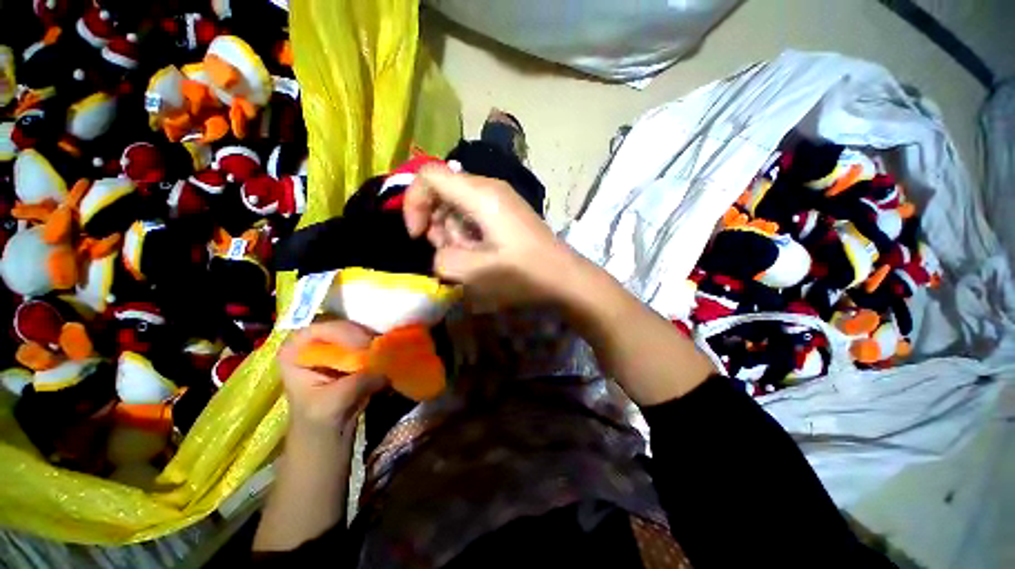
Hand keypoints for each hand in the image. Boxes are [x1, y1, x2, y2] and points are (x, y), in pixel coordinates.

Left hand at [278, 320, 386, 433]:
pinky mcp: (354, 353)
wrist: (327, 435)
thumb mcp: (332, 404)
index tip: (364, 346)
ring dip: (376, 341)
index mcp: (295, 352)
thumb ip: (356, 383)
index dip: (342, 332)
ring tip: (389, 353)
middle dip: (364, 336)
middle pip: (343, 326)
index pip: (319, 329)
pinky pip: (371, 342)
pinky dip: (382, 348)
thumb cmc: (317, 422)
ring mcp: (336, 346)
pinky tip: (391, 356)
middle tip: (382, 348)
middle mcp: (315, 343)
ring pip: (360, 332)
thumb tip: (387, 367)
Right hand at [403, 165, 579, 306]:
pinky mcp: (506, 212)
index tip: (418, 236)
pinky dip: (468, 234)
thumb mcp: (476, 272)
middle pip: (442, 191)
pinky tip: (482, 253)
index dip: (413, 202)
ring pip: (457, 206)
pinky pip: (474, 215)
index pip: (428, 175)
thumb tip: (441, 251)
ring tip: (472, 257)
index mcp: (480, 194)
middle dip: (436, 224)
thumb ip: (443, 259)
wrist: (564, 276)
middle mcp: (489, 188)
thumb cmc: (524, 274)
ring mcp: (500, 199)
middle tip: (452, 252)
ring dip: (454, 233)